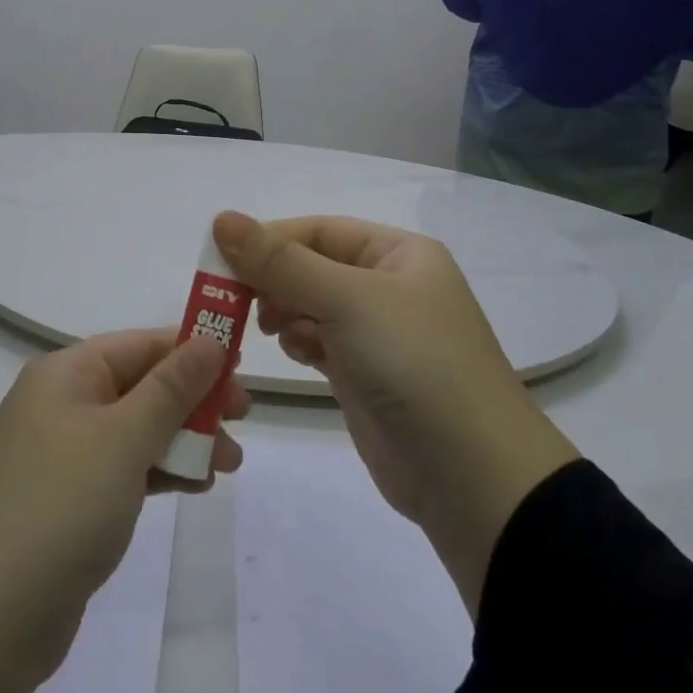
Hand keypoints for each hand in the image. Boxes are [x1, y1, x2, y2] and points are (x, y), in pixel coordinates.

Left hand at [0, 329, 248, 692]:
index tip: (242, 367)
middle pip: (141, 385)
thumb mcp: (123, 439)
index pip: (141, 344)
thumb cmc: (59, 507)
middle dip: (194, 401)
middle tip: (243, 418)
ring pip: (137, 430)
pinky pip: (124, 469)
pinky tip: (195, 486)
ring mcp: (63, 455)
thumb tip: (209, 338)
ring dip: (184, 440)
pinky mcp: (69, 500)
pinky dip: (160, 471)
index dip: (193, 349)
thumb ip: (171, 388)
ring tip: (229, 464)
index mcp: (66, 375)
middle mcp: (62, 404)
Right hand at [212, 211, 577, 614]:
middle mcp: (388, 286)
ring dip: (282, 311)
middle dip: (272, 280)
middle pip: (310, 266)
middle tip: (234, 302)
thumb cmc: (414, 364)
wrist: (471, 475)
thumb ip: (281, 262)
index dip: (269, 239)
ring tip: (267, 329)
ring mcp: (376, 332)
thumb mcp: (348, 300)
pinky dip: (298, 341)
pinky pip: (317, 342)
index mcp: (398, 253)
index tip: (220, 260)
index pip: (318, 230)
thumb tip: (221, 218)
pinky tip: (294, 353)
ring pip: (310, 305)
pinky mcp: (363, 374)